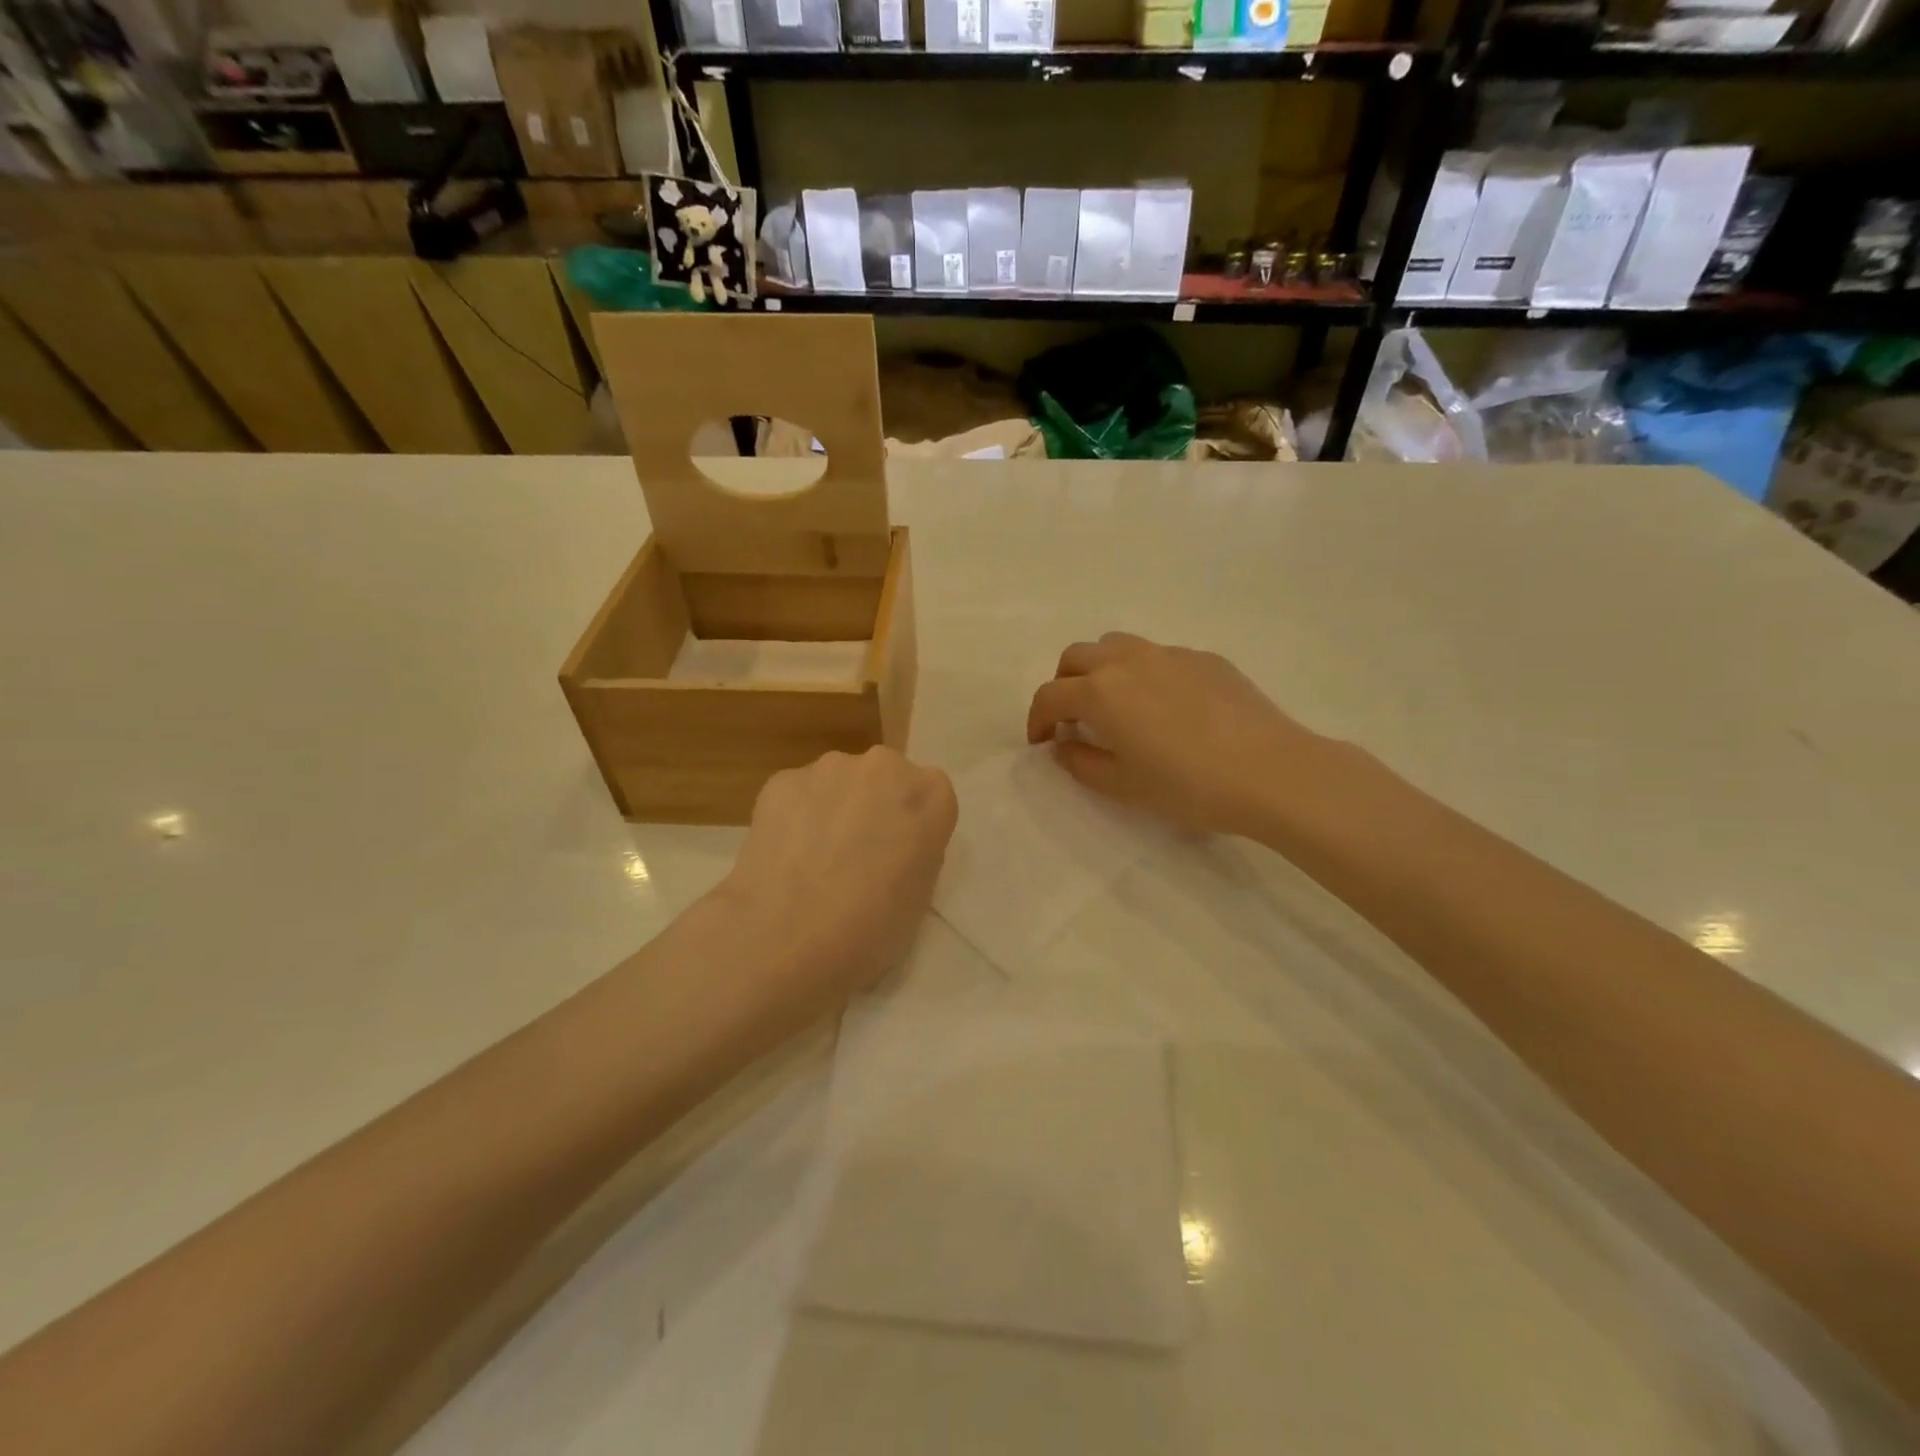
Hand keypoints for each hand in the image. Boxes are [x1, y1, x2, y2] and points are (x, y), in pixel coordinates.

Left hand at [715, 747, 957, 1016]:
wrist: (789, 940)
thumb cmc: (872, 928)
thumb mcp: (922, 894)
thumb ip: (917, 850)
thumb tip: (893, 844)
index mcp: (930, 794)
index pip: (930, 797)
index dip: (912, 826)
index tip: (898, 855)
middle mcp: (884, 766)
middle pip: (884, 778)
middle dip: (873, 805)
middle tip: (856, 855)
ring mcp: (829, 768)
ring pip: (837, 782)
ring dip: (832, 807)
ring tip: (812, 859)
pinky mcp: (782, 780)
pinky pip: (796, 795)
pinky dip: (793, 817)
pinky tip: (782, 857)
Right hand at [1026, 632, 1325, 837]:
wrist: (1270, 771)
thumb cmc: (1188, 785)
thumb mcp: (1123, 786)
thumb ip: (1081, 762)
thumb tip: (1064, 744)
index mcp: (1100, 692)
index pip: (1050, 695)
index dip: (1037, 719)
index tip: (1042, 741)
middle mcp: (1127, 661)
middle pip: (1076, 656)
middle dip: (1064, 684)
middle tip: (1073, 718)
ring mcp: (1169, 653)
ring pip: (1116, 645)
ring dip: (1100, 669)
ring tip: (1115, 703)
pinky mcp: (1204, 658)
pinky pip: (1158, 655)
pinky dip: (1143, 673)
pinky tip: (1166, 707)